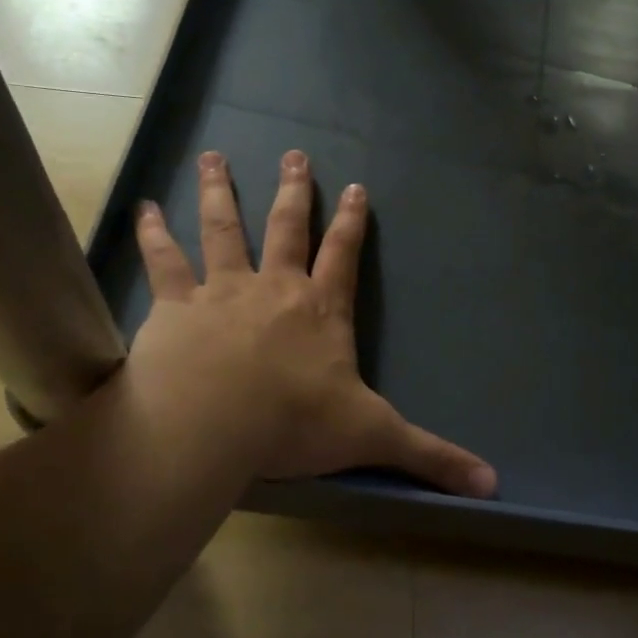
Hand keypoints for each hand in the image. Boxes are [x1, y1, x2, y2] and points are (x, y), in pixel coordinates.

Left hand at [124, 149, 497, 497]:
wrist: (213, 426)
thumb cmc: (296, 426)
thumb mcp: (375, 438)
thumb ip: (431, 457)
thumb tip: (493, 484)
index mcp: (322, 312)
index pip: (344, 256)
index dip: (352, 222)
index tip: (355, 187)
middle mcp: (274, 289)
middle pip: (286, 228)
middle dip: (293, 192)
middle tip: (294, 153)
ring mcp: (221, 292)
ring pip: (223, 230)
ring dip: (220, 193)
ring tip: (214, 157)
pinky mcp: (174, 307)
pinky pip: (164, 262)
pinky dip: (153, 235)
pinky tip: (144, 209)